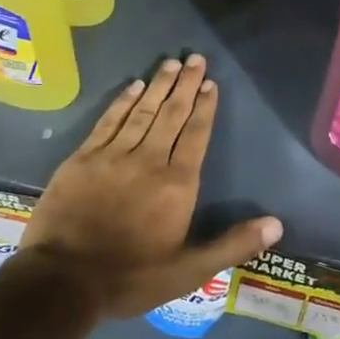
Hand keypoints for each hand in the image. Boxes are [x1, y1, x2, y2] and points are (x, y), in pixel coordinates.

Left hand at [18, 54, 281, 320]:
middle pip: (171, 115)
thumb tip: (277, 225)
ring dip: (158, 86)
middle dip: (185, 85)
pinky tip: (133, 86)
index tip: (210, 83)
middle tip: (194, 58)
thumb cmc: (131, 277)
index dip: (204, 107)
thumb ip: (232, 245)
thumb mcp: (189, 272)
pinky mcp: (83, 159)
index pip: (196, 135)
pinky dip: (122, 102)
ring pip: (142, 112)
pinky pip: (109, 121)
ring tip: (171, 64)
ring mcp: (113, 156)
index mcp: (177, 184)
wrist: (62, 281)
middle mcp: (149, 161)